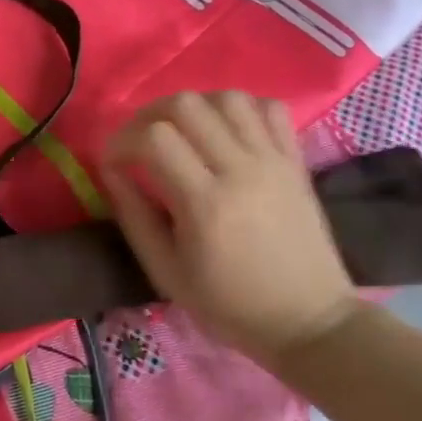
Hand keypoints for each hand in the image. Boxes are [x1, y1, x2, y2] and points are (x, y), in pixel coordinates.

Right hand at [102, 91, 360, 365]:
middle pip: (186, 104)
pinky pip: (270, 109)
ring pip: (227, 97)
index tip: (112, 163)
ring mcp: (273, 161)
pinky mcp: (295, 162)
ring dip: (193, 106)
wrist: (309, 323)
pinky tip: (223, 130)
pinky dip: (240, 108)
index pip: (153, 138)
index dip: (121, 141)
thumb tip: (111, 170)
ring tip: (180, 132)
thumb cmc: (229, 305)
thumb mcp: (165, 271)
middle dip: (149, 115)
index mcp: (205, 203)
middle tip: (139, 142)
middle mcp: (241, 170)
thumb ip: (133, 215)